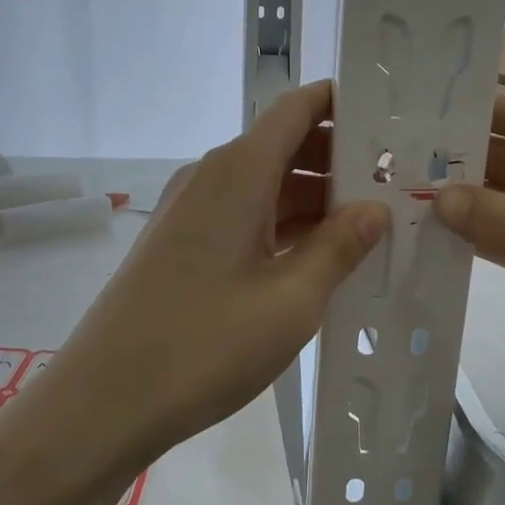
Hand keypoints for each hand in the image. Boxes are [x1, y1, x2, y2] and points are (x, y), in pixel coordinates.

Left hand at [38, 82, 389, 468]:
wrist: (106, 400)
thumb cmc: (205, 345)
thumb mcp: (291, 300)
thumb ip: (339, 248)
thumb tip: (375, 210)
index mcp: (239, 172)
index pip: (297, 109)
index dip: (343, 104)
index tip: (391, 120)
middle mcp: (211, 178)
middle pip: (284, 146)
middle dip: (340, 160)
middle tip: (398, 184)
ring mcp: (191, 212)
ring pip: (266, 186)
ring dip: (315, 200)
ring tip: (372, 225)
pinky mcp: (181, 246)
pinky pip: (244, 218)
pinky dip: (284, 228)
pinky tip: (320, 259)